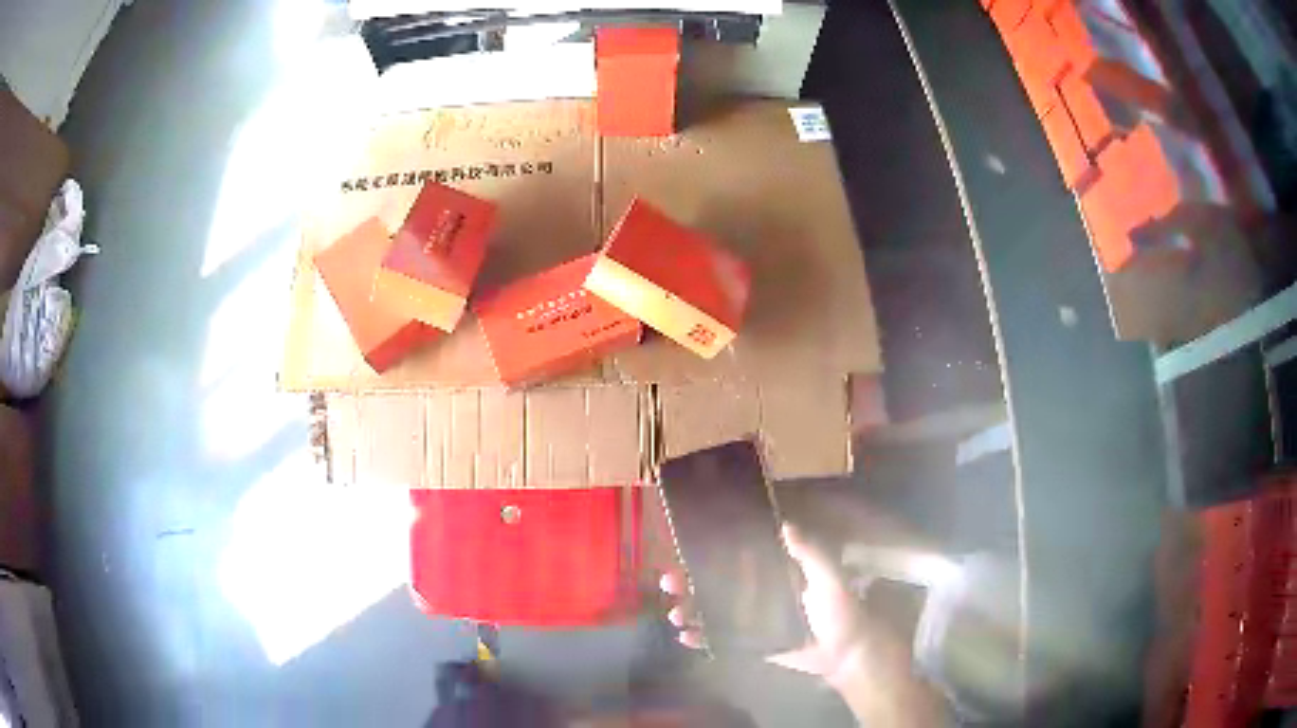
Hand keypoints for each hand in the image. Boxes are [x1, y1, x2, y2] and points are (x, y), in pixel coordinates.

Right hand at [659, 524, 868, 687]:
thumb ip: (810, 553)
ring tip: (676, 614)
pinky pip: (720, 637)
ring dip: (690, 610)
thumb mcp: (829, 577)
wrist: (845, 651)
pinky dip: (701, 637)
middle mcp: (758, 591)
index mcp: (774, 571)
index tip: (683, 548)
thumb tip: (784, 524)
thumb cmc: (839, 610)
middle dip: (689, 582)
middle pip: (715, 583)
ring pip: (712, 610)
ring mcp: (751, 618)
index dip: (708, 552)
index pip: (735, 557)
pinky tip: (686, 638)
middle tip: (668, 582)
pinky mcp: (750, 642)